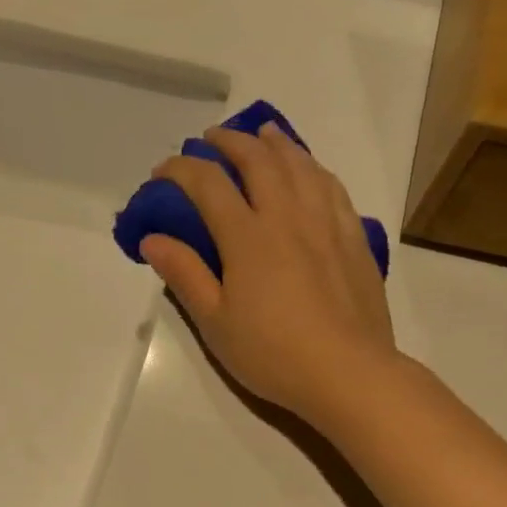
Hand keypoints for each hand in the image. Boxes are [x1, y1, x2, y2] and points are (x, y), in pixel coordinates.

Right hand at [141, 123, 397, 426]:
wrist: (347, 372)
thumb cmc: (272, 354)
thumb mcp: (215, 323)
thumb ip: (185, 275)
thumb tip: (152, 238)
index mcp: (247, 238)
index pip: (208, 185)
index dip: (180, 170)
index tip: (162, 171)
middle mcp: (287, 216)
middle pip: (257, 160)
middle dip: (229, 142)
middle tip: (211, 140)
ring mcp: (325, 223)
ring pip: (299, 165)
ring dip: (275, 143)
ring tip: (261, 134)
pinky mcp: (353, 237)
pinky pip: (331, 186)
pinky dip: (312, 166)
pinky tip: (308, 169)